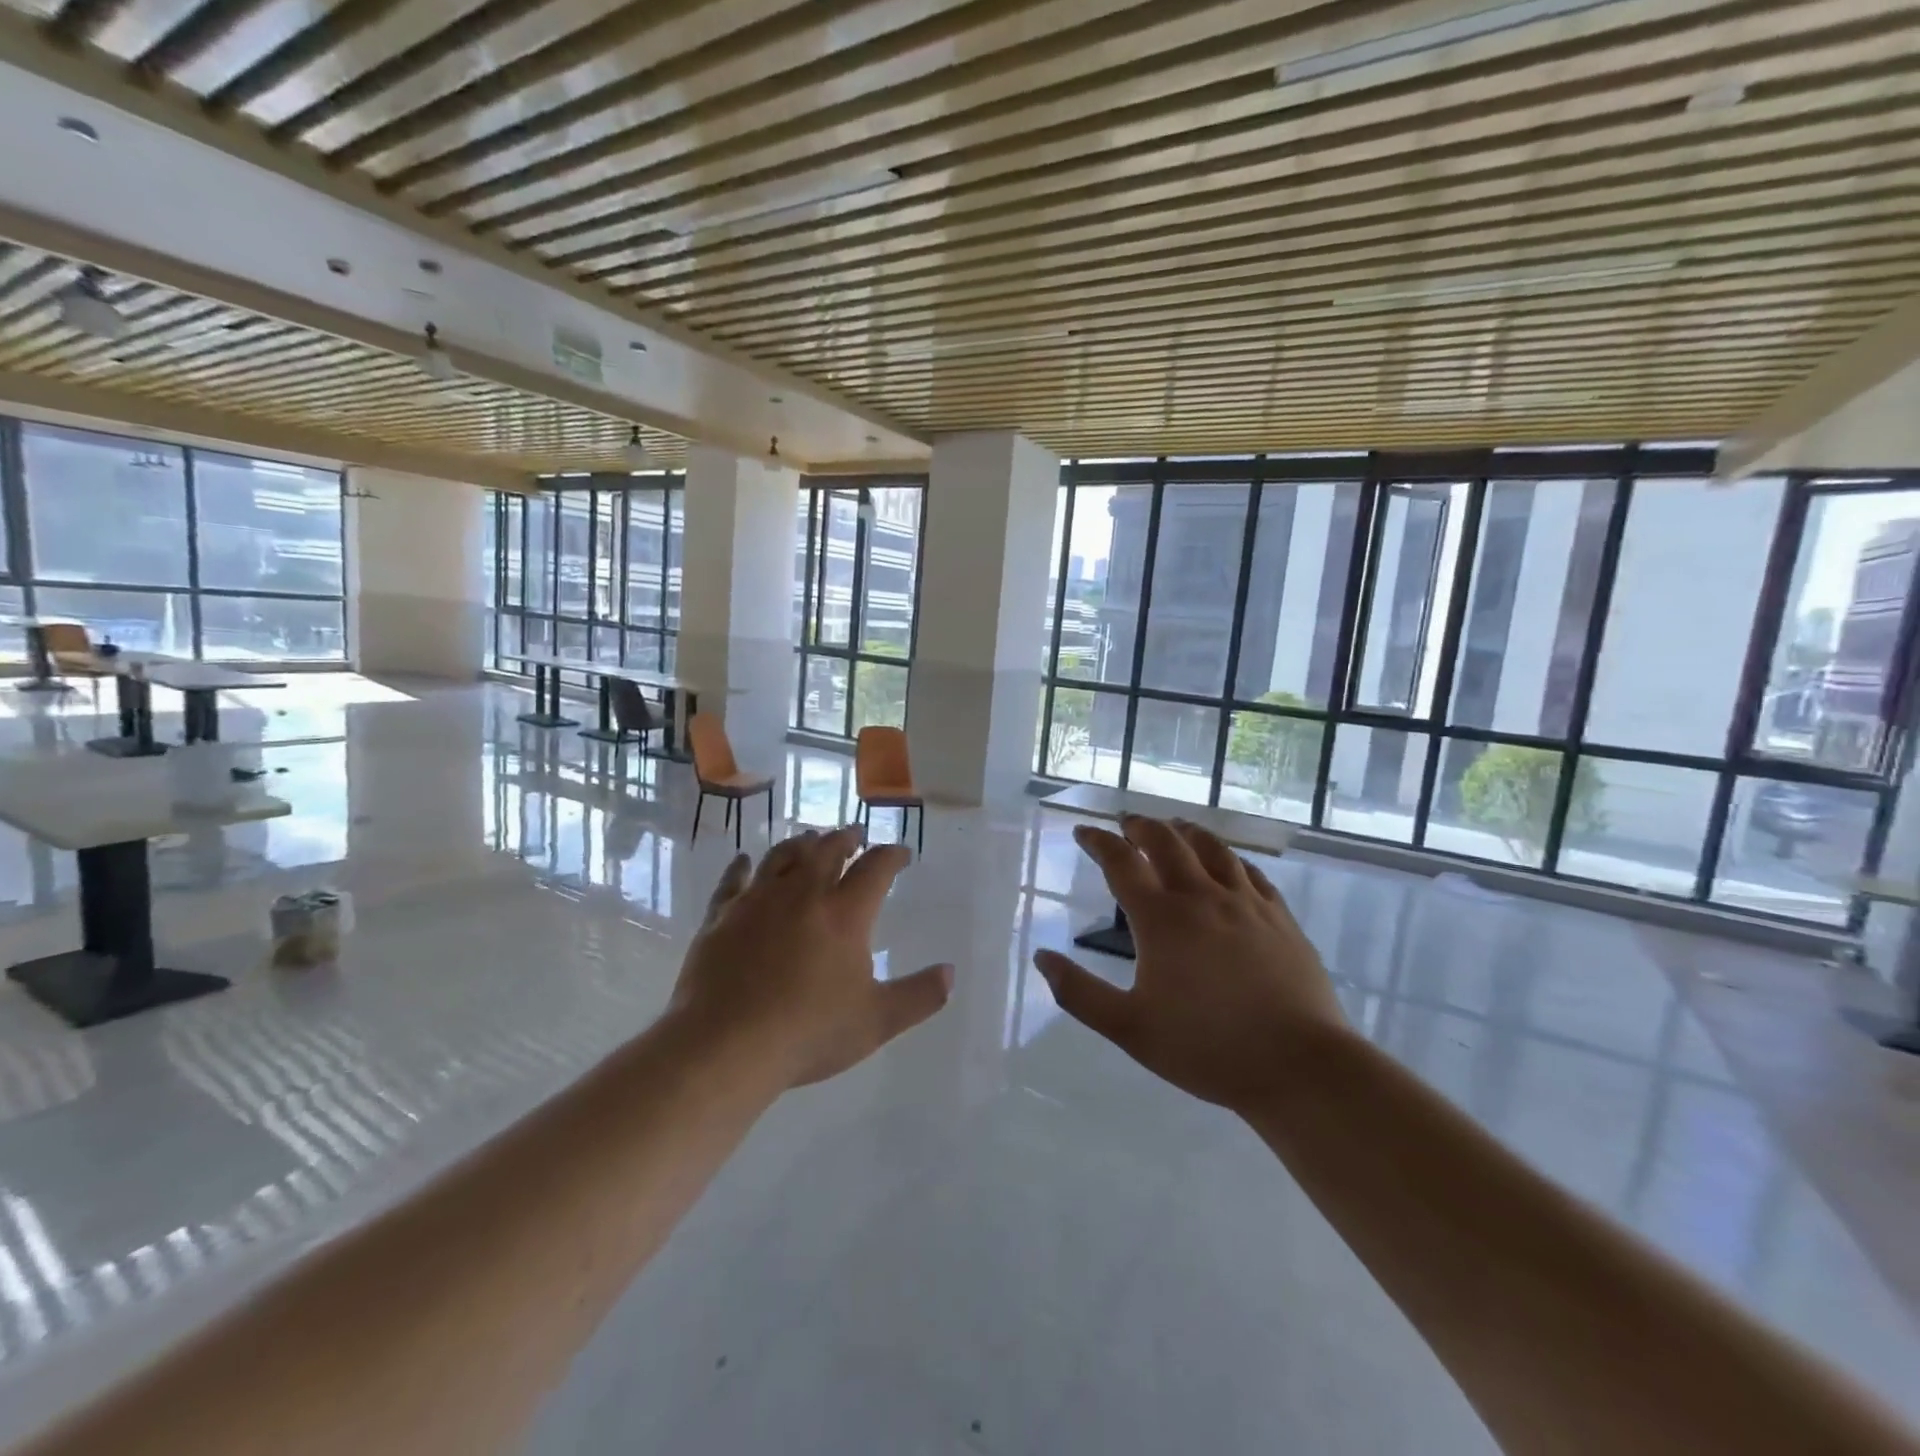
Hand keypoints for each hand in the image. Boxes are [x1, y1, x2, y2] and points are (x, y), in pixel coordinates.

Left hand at [669, 826, 953, 1088]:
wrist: (726, 1046)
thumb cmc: (808, 1033)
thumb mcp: (876, 1022)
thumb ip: (918, 996)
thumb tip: (950, 973)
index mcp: (845, 914)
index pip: (875, 868)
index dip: (892, 855)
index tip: (901, 854)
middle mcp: (802, 894)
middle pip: (827, 850)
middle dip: (846, 838)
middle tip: (855, 836)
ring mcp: (757, 900)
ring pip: (783, 856)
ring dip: (801, 843)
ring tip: (810, 840)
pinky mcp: (722, 915)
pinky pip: (733, 879)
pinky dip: (741, 866)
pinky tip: (743, 861)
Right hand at [1034, 815, 1349, 1110]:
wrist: (1301, 1065)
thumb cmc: (1207, 1048)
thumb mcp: (1130, 1029)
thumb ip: (1080, 993)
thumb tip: (1041, 957)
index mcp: (1161, 918)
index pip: (1120, 862)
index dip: (1098, 841)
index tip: (1083, 832)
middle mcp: (1201, 896)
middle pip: (1166, 841)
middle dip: (1140, 826)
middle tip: (1125, 823)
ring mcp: (1246, 903)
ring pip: (1211, 847)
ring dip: (1184, 831)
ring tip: (1172, 828)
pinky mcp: (1279, 917)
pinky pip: (1249, 871)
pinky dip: (1227, 858)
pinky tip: (1227, 864)